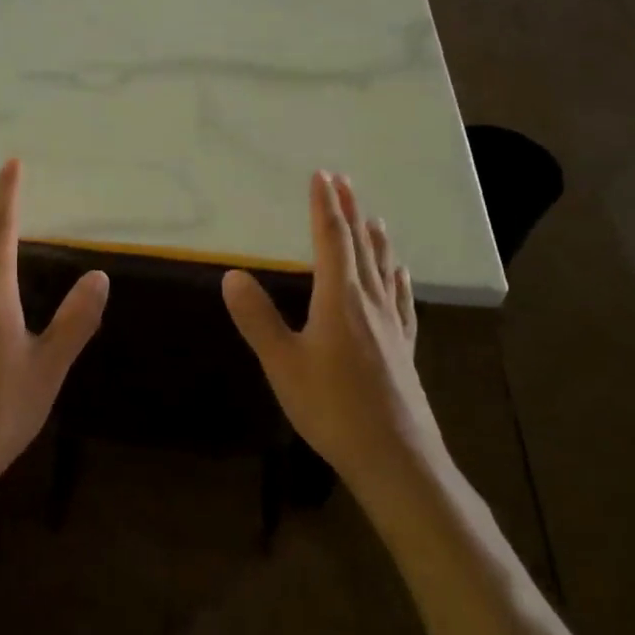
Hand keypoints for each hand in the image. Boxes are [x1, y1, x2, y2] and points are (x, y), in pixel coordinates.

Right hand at [222, 172, 446, 496]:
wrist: (395, 458)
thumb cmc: (332, 408)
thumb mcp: (282, 363)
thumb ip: (257, 318)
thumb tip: (231, 274)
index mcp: (339, 299)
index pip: (331, 241)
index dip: (324, 207)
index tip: (322, 176)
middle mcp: (368, 303)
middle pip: (359, 247)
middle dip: (349, 212)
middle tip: (344, 181)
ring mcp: (391, 326)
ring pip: (382, 271)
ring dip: (374, 240)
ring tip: (373, 218)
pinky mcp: (403, 349)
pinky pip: (401, 302)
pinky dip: (397, 281)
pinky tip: (401, 277)